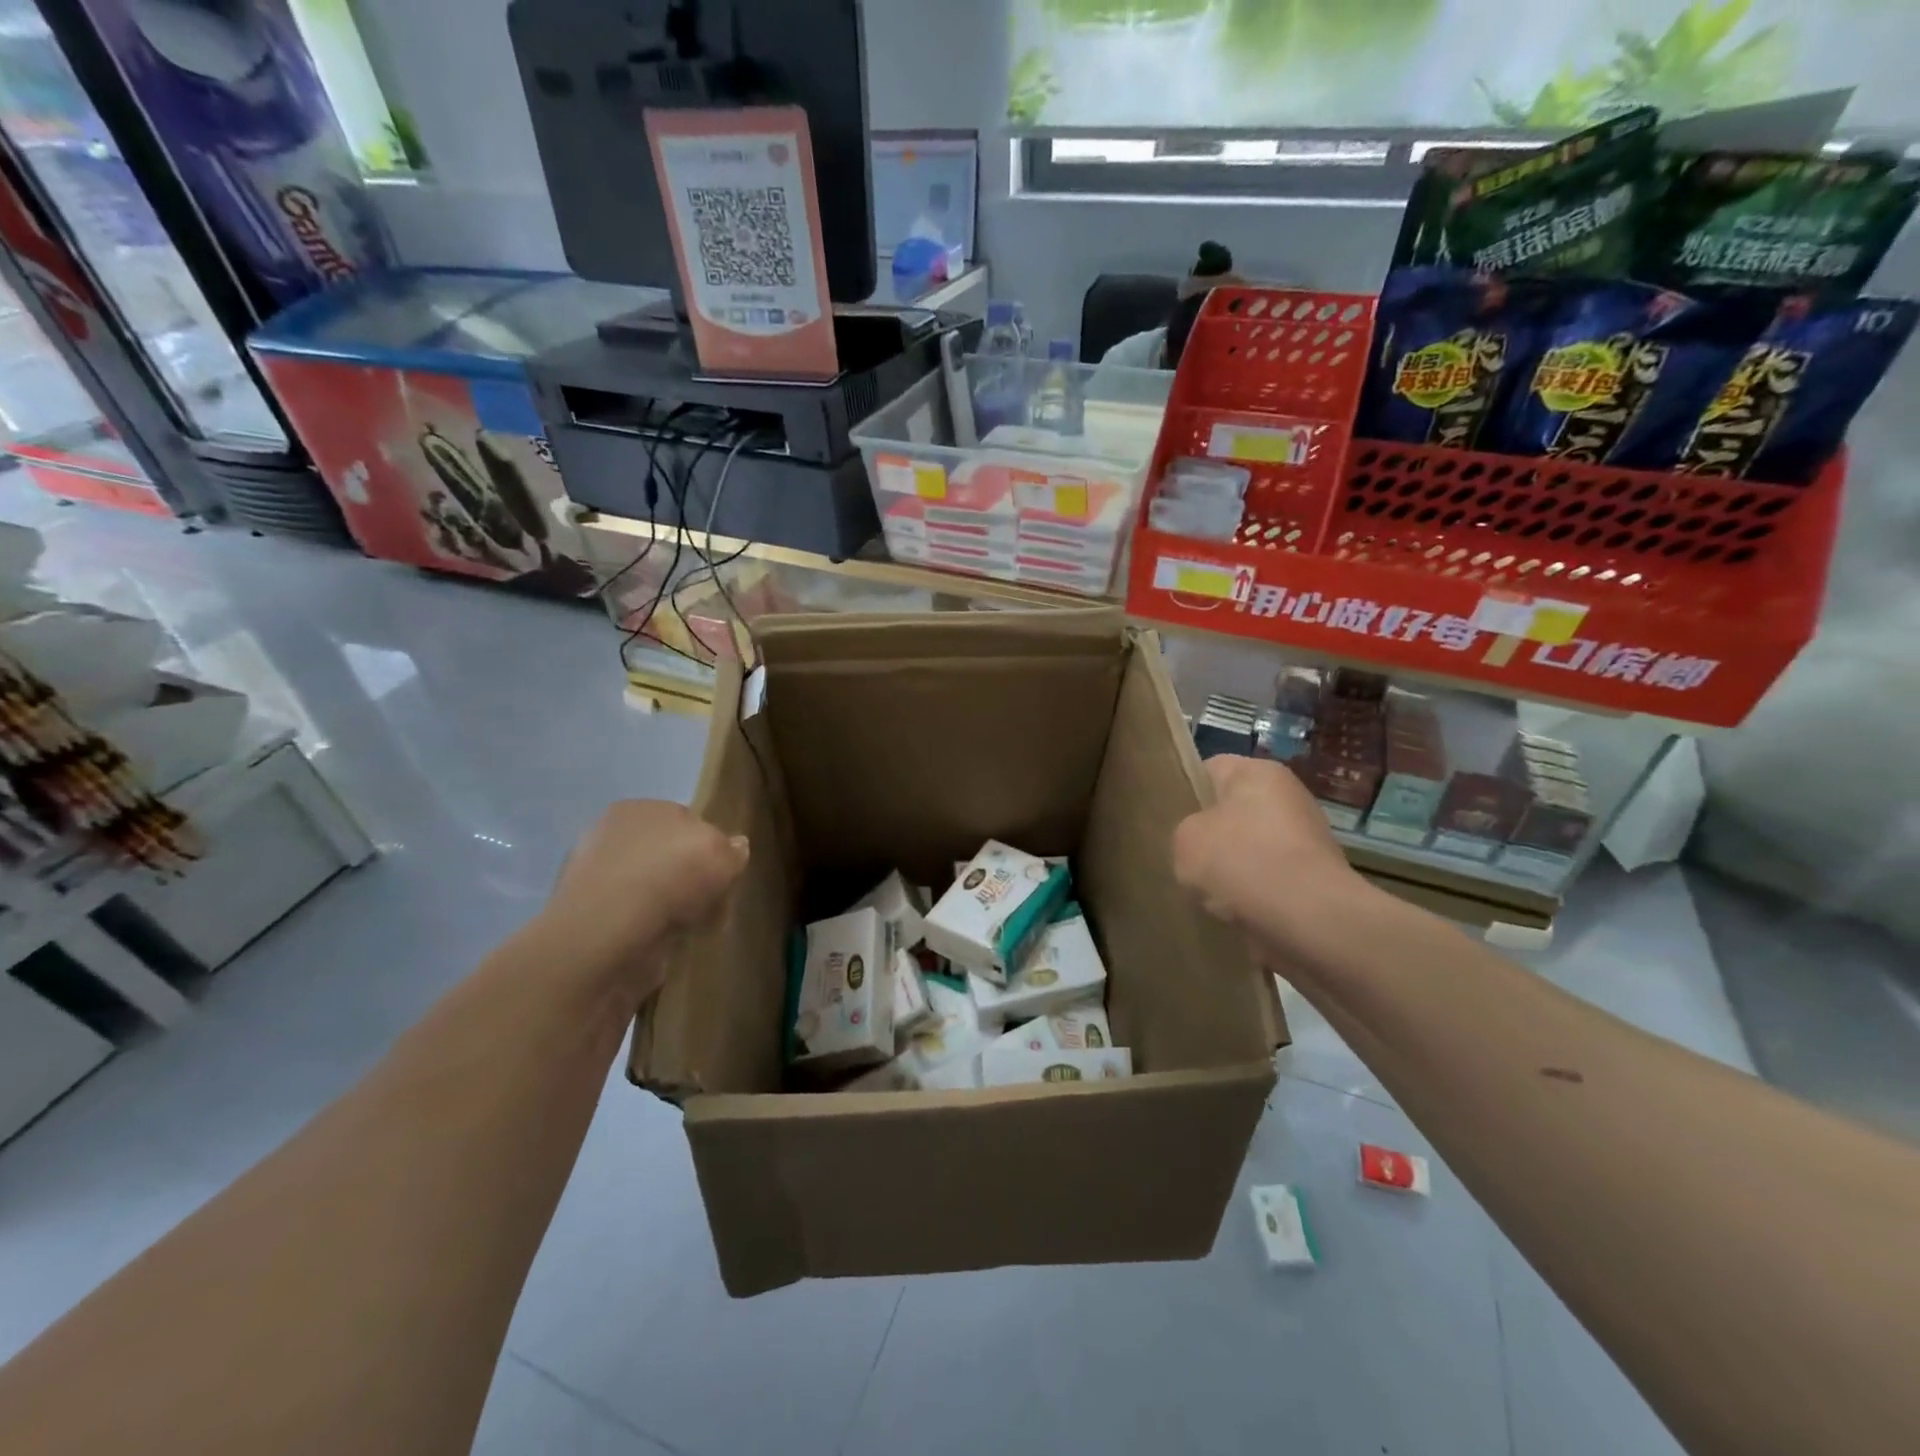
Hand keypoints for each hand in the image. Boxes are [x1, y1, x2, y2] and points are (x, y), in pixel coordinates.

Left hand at [542, 801, 747, 990]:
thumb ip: (732, 850)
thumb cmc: (669, 879)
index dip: (708, 846)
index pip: (685, 820)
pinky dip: (649, 928)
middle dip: (687, 876)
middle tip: (709, 902)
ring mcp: (594, 877)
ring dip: (668, 904)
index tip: (722, 873)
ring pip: (649, 887)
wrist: (607, 933)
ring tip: (690, 927)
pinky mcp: (587, 917)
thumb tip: (736, 846)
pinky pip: (632, 918)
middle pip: (666, 854)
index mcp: (640, 808)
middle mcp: (611, 835)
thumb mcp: (722, 856)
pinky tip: (664, 942)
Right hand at [1173, 755, 1372, 957]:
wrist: (1310, 921)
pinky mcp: (1315, 878)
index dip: (1186, 792)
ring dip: (1231, 867)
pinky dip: (1252, 893)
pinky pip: (1269, 878)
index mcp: (1257, 772)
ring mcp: (1306, 838)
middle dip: (1210, 835)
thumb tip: (1203, 843)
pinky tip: (1233, 911)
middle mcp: (1287, 796)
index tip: (1168, 819)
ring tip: (1206, 891)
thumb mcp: (1186, 840)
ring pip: (1249, 847)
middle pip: (1232, 810)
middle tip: (1183, 858)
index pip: (1210, 769)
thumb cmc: (1242, 862)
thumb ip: (1186, 832)